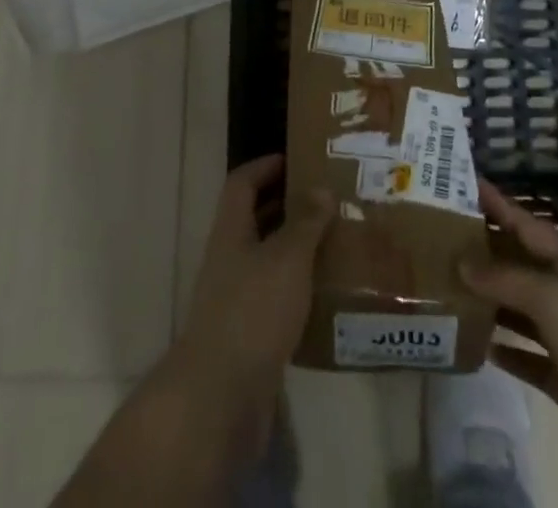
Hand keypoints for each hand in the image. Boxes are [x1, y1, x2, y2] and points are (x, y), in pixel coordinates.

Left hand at [163, 156, 333, 451]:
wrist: (221, 398)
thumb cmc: (253, 311)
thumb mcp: (287, 258)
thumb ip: (305, 222)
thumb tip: (320, 188)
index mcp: (231, 232)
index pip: (242, 184)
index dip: (265, 167)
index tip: (295, 159)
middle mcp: (229, 260)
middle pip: (255, 221)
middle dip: (288, 207)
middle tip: (327, 200)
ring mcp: (235, 300)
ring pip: (268, 262)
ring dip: (297, 251)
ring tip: (336, 243)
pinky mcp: (248, 337)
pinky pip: (276, 300)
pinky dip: (299, 292)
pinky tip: (327, 296)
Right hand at [462, 181, 557, 507]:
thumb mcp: (556, 302)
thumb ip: (507, 278)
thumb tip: (462, 261)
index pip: (527, 223)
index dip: (496, 203)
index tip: (458, 183)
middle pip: (520, 263)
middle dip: (483, 249)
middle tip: (435, 236)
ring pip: (519, 309)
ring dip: (487, 298)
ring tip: (444, 285)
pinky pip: (526, 356)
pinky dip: (502, 348)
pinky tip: (474, 344)